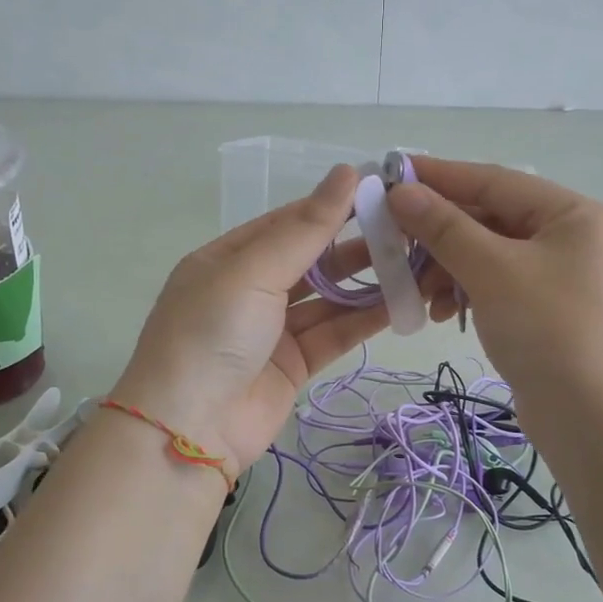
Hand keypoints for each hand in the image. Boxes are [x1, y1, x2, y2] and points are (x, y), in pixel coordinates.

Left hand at [112, 165, 388, 468]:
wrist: (189, 429)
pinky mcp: (294, 365)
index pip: (287, 223)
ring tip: (413, 264)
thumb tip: (347, 172)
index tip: (380, 192)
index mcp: (227, 259)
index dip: (331, 207)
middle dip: (355, 246)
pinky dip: (364, 320)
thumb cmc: (211, 334)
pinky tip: (400, 303)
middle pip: (311, 260)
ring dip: (367, 283)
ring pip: (328, 299)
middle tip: (406, 231)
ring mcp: (272, 331)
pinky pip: (334, 334)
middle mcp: (249, 291)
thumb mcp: (253, 272)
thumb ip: (305, 229)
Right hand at [388, 157, 602, 421]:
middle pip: (490, 219)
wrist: (590, 418)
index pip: (494, 181)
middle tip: (393, 240)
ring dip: (447, 268)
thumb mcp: (491, 271)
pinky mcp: (545, 309)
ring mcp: (558, 275)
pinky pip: (495, 284)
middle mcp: (569, 237)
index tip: (391, 173)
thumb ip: (445, 227)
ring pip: (488, 254)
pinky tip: (441, 313)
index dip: (440, 176)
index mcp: (571, 214)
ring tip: (417, 290)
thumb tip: (400, 191)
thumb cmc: (547, 330)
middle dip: (440, 233)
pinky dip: (465, 292)